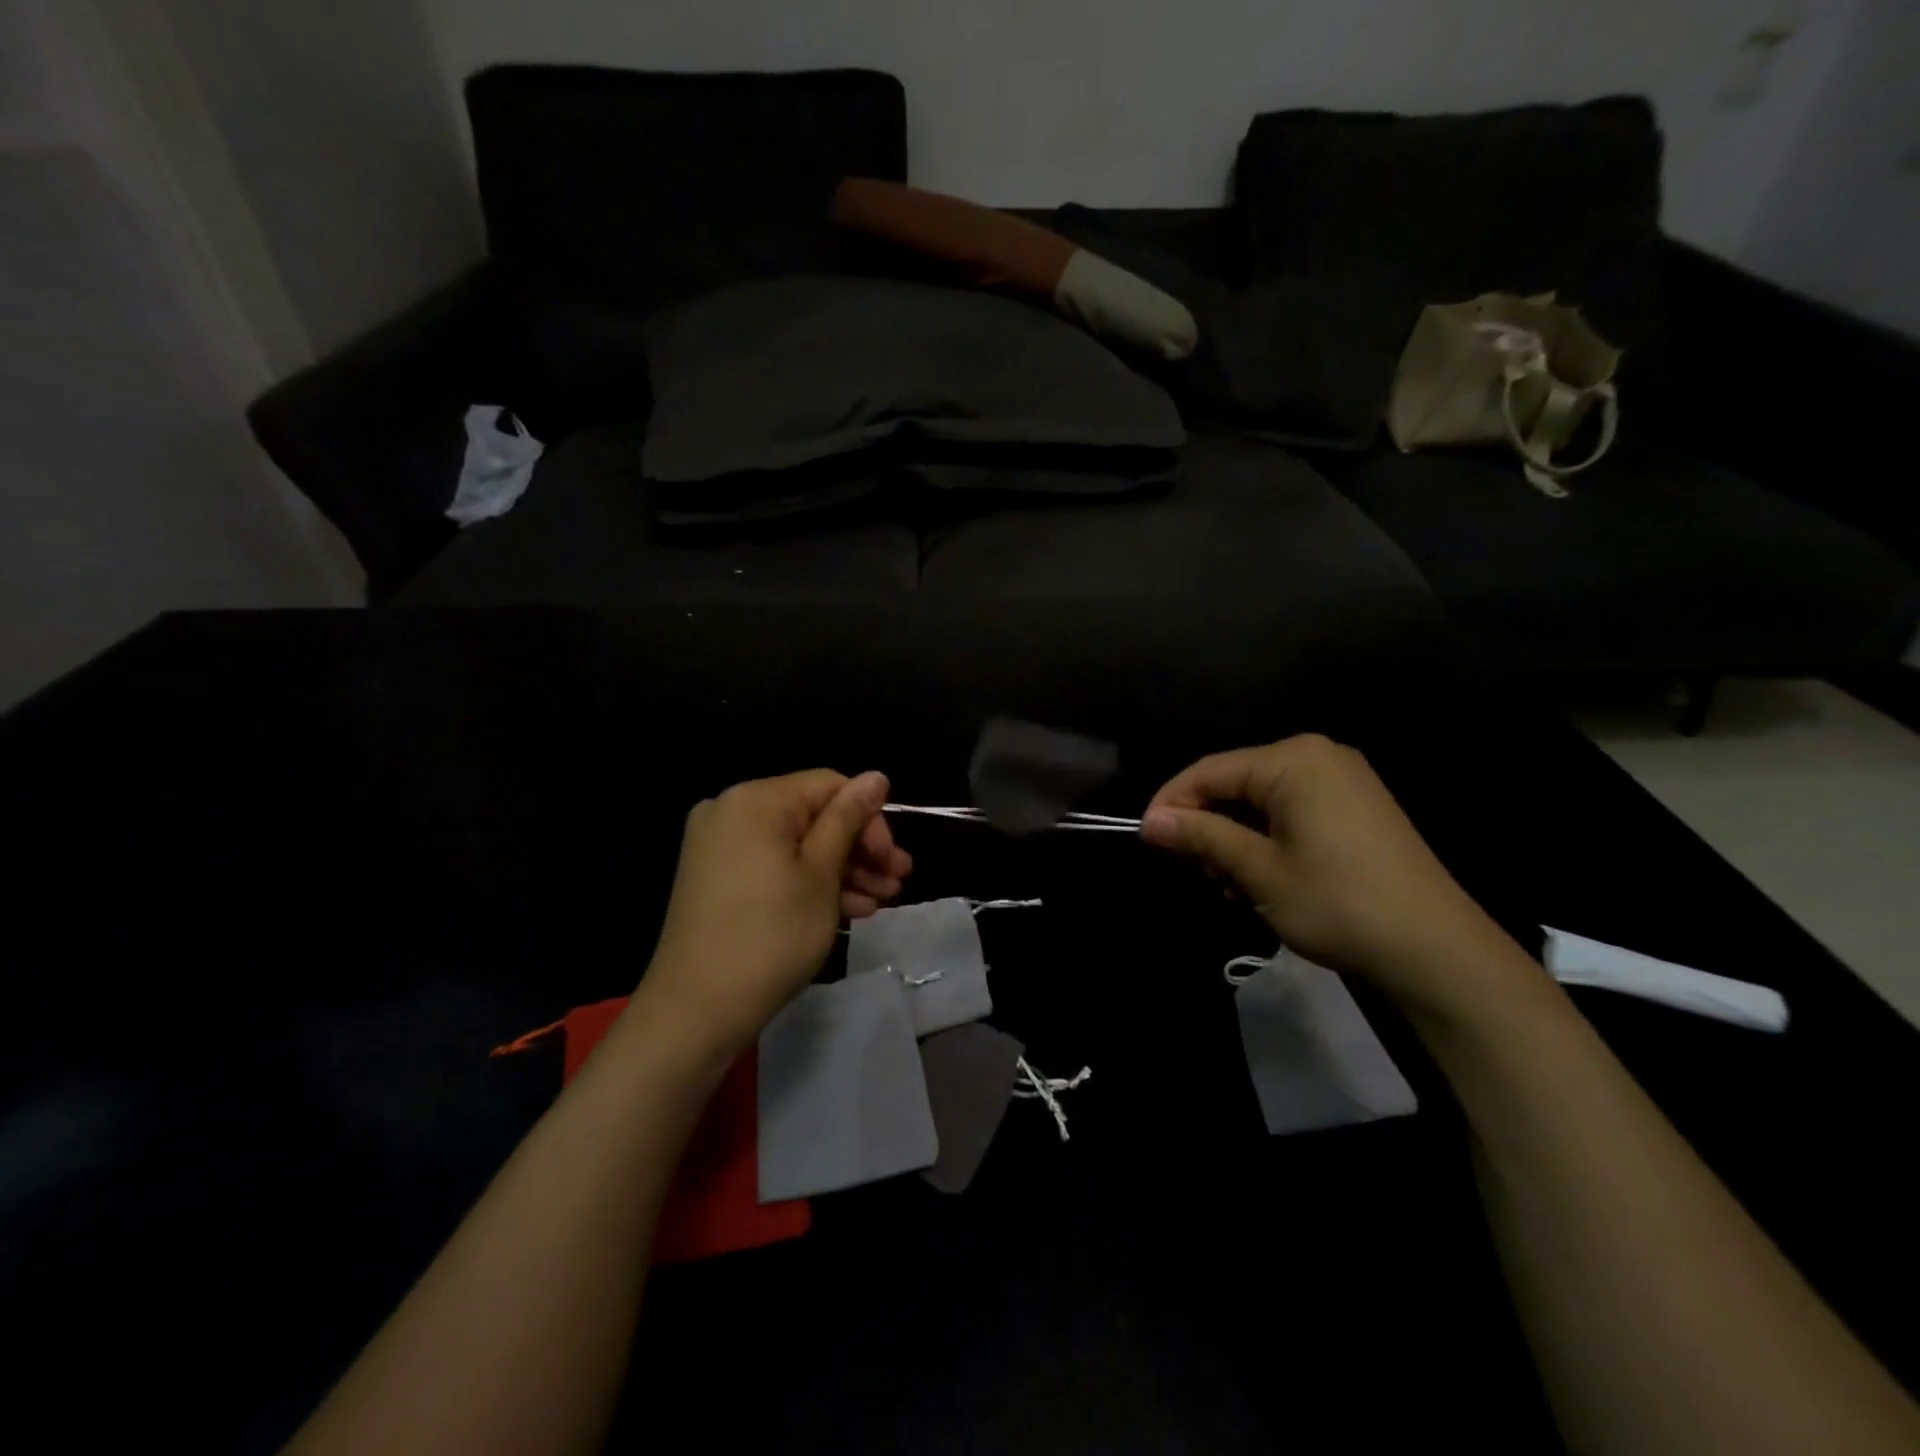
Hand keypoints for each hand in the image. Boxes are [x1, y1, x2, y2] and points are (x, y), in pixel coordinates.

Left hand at [641, 769, 911, 1054]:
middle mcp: (731, 811)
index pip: (829, 786)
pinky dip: (809, 883)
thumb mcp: (821, 874)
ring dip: (842, 871)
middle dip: (859, 849)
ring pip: (796, 846)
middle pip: (813, 816)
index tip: (893, 861)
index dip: (870, 819)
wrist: (695, 1011)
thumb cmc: (771, 935)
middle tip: (897, 882)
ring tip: (882, 902)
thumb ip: (849, 819)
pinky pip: (774, 866)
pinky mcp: (716, 879)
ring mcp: (719, 847)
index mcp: (756, 800)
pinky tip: (850, 911)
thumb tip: (876, 775)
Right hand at [1142, 735, 1519, 1013]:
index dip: (1171, 803)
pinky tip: (1260, 880)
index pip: (1209, 771)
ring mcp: (1342, 781)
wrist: (1437, 951)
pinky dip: (1266, 841)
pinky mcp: (1356, 808)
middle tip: (1194, 873)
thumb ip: (1201, 836)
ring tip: (1228, 887)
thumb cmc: (1338, 903)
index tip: (1145, 840)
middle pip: (1235, 783)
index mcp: (1293, 760)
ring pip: (1260, 802)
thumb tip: (1150, 821)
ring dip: (1234, 840)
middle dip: (1206, 826)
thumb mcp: (1258, 871)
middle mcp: (1318, 757)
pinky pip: (1290, 812)